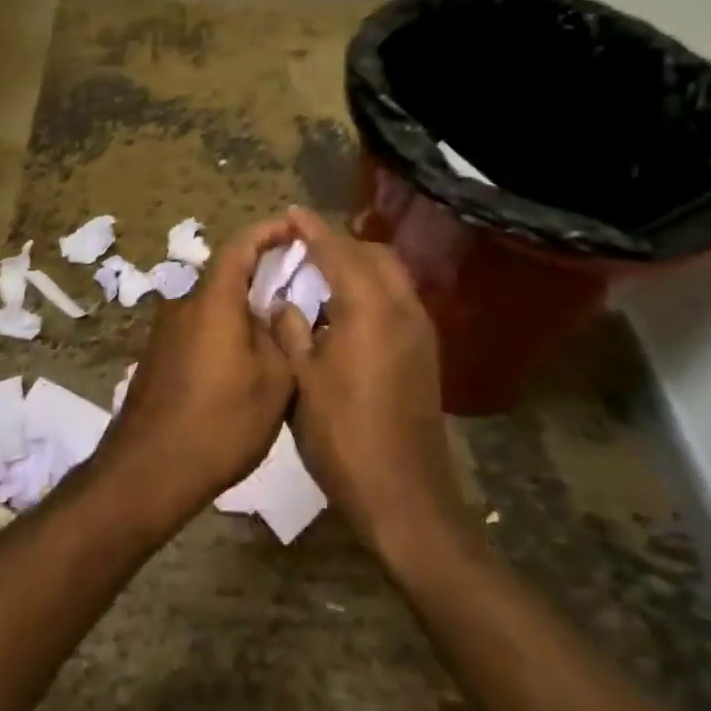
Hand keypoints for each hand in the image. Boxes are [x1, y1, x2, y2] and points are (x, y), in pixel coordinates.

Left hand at [97, 217, 297, 530]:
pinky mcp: (159, 355)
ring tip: (278, 329)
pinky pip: (200, 327)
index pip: (240, 245)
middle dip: (261, 273)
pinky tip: (245, 361)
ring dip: (244, 307)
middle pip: (226, 274)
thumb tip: (278, 311)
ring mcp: (166, 331)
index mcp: (213, 300)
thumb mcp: (274, 382)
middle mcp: (184, 304)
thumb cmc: (219, 422)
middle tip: (297, 285)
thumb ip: (281, 335)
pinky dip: (226, 330)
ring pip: (214, 304)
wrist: (148, 470)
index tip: (294, 228)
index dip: (268, 231)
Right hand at [265, 208, 462, 560]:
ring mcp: (420, 332)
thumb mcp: (302, 380)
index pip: (338, 252)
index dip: (312, 230)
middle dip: (340, 243)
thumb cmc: (342, 436)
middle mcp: (402, 309)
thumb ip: (291, 329)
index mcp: (369, 308)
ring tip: (321, 274)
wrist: (404, 497)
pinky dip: (372, 289)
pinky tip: (345, 312)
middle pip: (374, 255)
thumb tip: (284, 302)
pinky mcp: (425, 354)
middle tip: (303, 248)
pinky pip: (398, 300)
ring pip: (391, 276)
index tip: (291, 213)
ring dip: (358, 265)